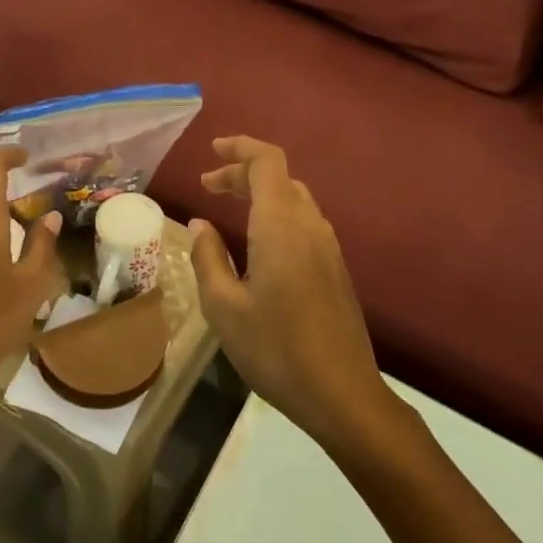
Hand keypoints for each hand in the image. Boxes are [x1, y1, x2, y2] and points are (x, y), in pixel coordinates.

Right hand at [189, 137, 388, 449]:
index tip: (212, 151)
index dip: (240, 148)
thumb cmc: (275, 349)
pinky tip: (257, 241)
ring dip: (260, 193)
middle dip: (242, 172)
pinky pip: (303, 221)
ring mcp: (327, 246)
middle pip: (279, 177)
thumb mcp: (223, 306)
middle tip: (208, 187)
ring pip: (293, 198)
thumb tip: (199, 224)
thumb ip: (207, 257)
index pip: (267, 161)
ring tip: (227, 208)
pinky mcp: (335, 268)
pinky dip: (276, 213)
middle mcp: (309, 225)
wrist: (343, 395)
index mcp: (281, 225)